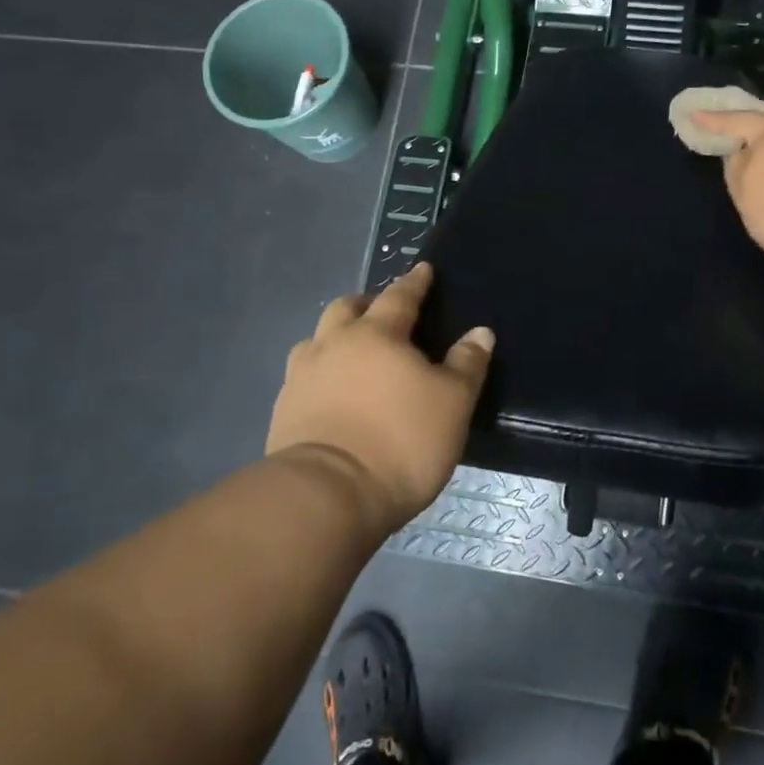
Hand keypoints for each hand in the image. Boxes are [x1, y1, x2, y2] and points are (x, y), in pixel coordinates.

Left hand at [265, 264, 493, 530]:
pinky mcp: (283, 411)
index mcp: (377, 335)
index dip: (414, 283)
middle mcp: (334, 345)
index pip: (399, 297)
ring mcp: (302, 378)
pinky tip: (330, 391)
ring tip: (351, 351)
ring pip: (316, 340)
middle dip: (366, 303)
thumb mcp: (452, 403)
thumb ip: (467, 364)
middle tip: (382, 311)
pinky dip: (321, 373)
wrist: (326, 495)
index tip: (422, 269)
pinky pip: (303, 376)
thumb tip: (480, 332)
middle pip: (346, 309)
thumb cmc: (401, 441)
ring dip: (335, 336)